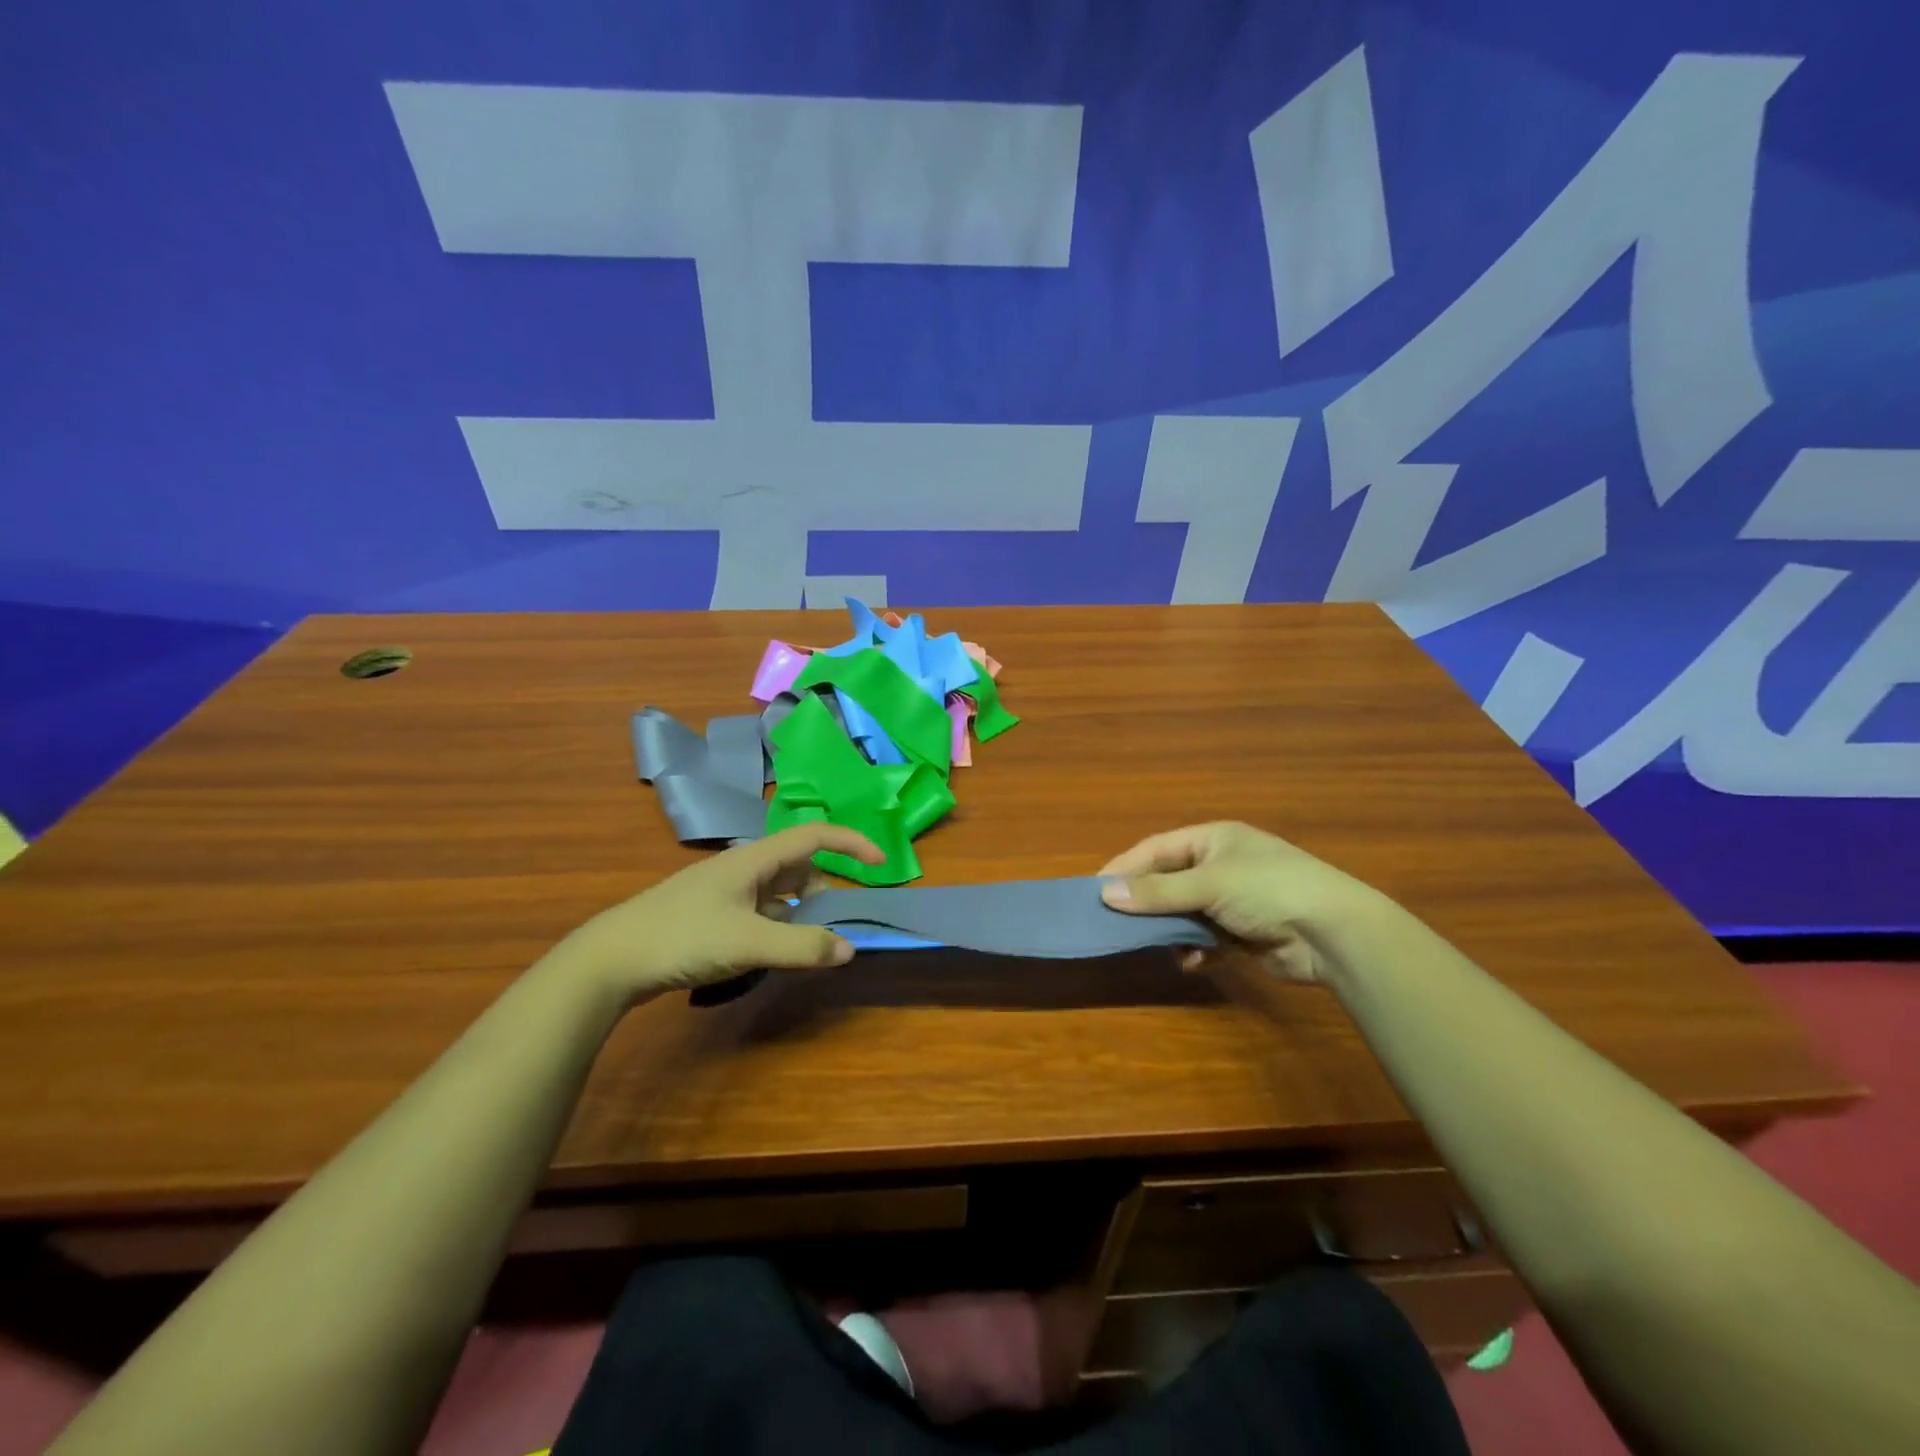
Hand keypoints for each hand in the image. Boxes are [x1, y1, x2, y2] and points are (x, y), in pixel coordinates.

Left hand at [551, 824, 884, 1002]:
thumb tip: (850, 949)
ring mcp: (725, 891)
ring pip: (779, 891)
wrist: (611, 959)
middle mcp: (743, 868)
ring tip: (810, 943)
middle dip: (826, 888)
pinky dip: (779, 924)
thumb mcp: (749, 941)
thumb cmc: (683, 937)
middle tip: (841, 921)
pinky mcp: (712, 914)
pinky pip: (760, 910)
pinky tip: (774, 950)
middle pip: (798, 866)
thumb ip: (802, 946)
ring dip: (801, 911)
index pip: (814, 836)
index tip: (880, 865)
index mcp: (754, 859)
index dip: (851, 844)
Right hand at [1098, 822, 1376, 982]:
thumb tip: (1104, 893)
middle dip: (1144, 901)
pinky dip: (1193, 949)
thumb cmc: (1267, 890)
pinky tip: (1190, 960)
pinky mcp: (1242, 933)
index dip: (1125, 867)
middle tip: (1113, 920)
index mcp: (1212, 839)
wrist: (1333, 933)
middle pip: (1168, 881)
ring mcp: (1232, 900)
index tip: (1094, 888)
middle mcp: (1219, 865)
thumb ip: (1157, 891)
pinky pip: (1203, 938)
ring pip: (1183, 912)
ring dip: (1168, 929)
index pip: (1156, 849)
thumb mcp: (1208, 884)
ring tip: (1151, 944)